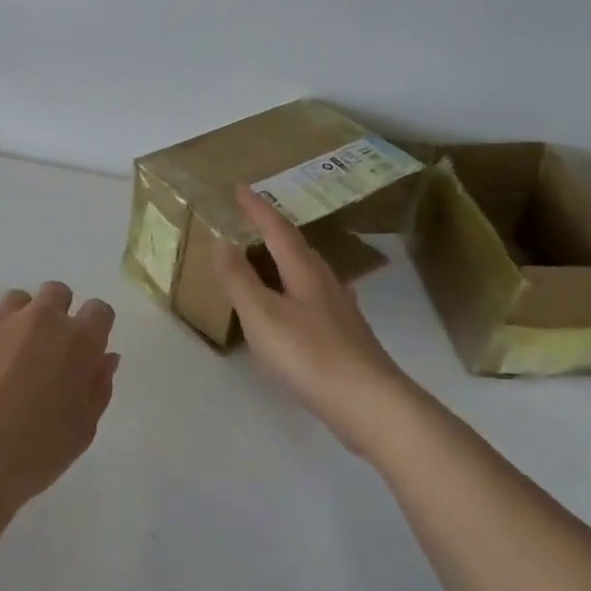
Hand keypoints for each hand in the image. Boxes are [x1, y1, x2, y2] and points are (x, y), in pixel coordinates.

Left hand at [0, 282, 119, 527]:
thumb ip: (98, 386)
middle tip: (45, 352)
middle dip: (55, 314)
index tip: (84, 350)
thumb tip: (105, 357)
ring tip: (4, 361)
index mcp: (77, 342)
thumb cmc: (34, 455)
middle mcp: (39, 319)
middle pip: (56, 293)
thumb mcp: (82, 430)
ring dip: (17, 323)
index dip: (93, 327)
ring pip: (14, 302)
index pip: (99, 311)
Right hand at [214, 187, 424, 460]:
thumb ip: (239, 279)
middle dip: (274, 230)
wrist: (367, 402)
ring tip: (269, 258)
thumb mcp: (261, 314)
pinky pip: (314, 297)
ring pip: (309, 272)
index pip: (278, 230)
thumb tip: (222, 241)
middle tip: (253, 220)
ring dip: (287, 259)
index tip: (240, 188)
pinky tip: (294, 306)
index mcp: (304, 272)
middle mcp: (326, 283)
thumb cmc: (308, 353)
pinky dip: (295, 289)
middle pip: (299, 247)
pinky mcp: (346, 336)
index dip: (258, 208)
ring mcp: (340, 310)